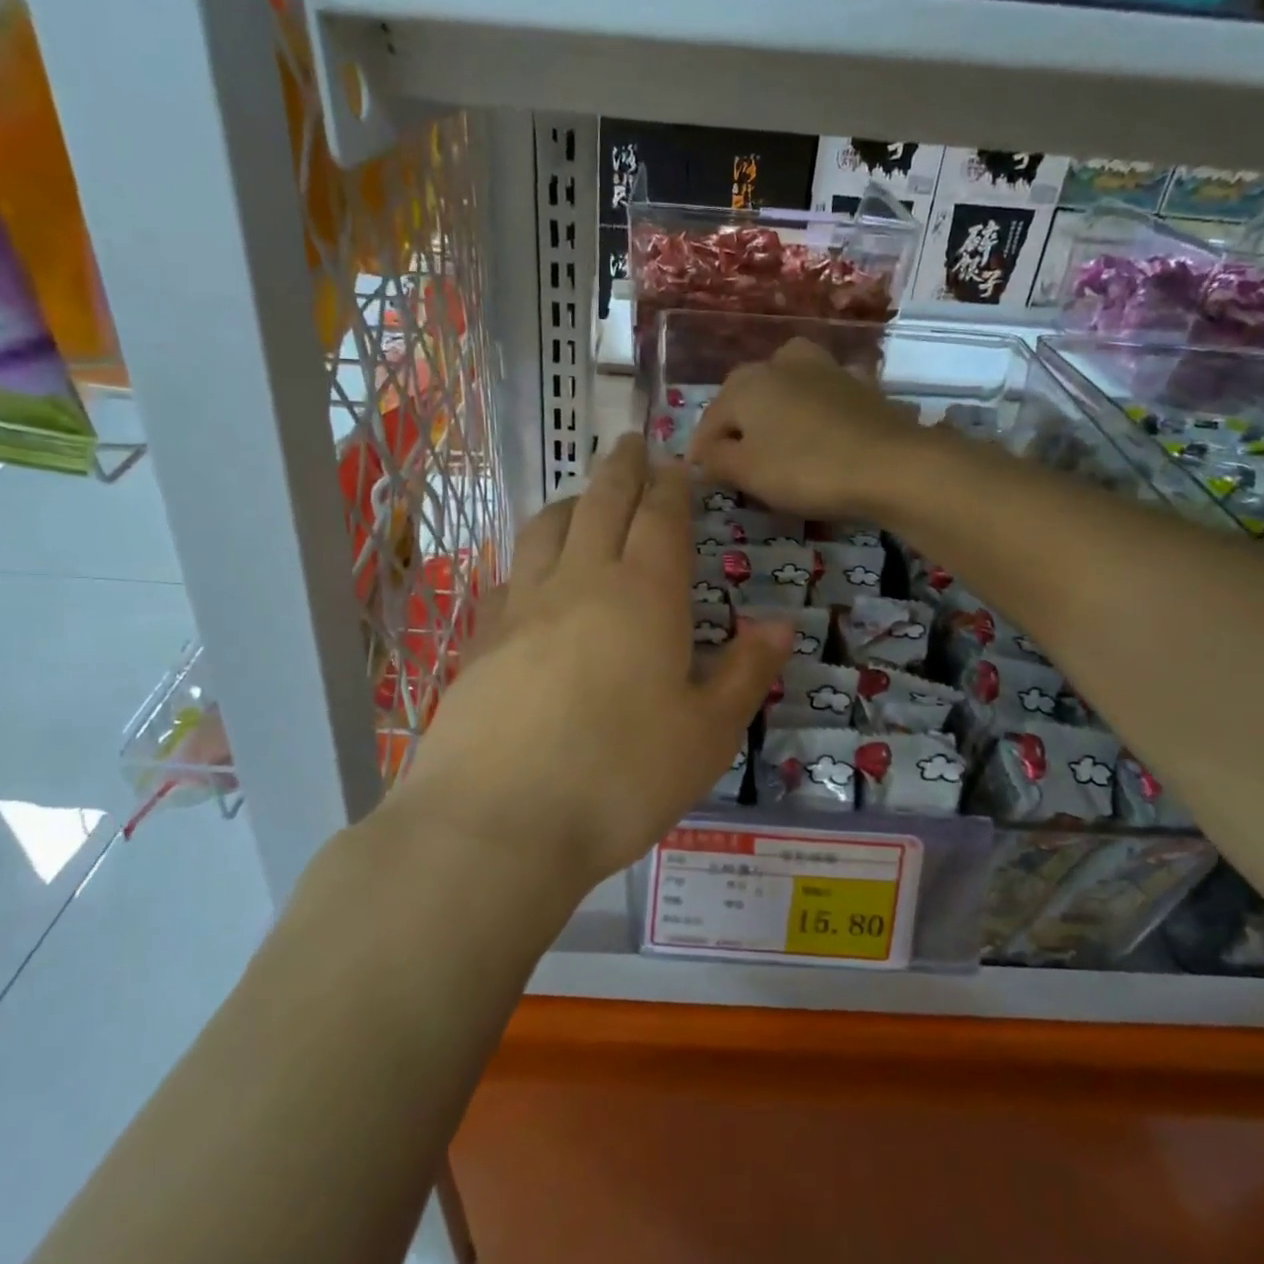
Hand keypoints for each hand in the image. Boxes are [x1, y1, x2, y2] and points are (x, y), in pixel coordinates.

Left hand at [395, 435, 792, 891]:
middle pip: (603, 502)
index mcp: (644, 595)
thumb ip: (745, 673)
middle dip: (623, 466)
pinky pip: (511, 574)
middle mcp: (581, 582)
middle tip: (632, 441)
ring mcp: (523, 606)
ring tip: (587, 496)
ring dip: (574, 500)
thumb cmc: (621, 778)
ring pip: (548, 527)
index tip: (679, 464)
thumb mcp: (707, 735)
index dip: (673, 485)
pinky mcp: (483, 638)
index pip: (661, 517)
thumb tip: (780, 625)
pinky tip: (534, 572)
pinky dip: (532, 554)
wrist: (498, 822)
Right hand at [688, 337, 928, 519]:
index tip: (704, 479)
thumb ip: (716, 459)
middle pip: (747, 396)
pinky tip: (823, 429)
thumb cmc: (805, 469)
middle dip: (738, 426)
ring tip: (779, 438)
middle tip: (739, 461)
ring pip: (788, 385)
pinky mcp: (861, 384)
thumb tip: (702, 454)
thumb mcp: (747, 472)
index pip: (711, 419)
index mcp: (746, 383)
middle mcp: (781, 364)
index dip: (703, 452)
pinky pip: (826, 395)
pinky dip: (818, 408)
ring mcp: (825, 368)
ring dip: (778, 408)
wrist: (890, 464)